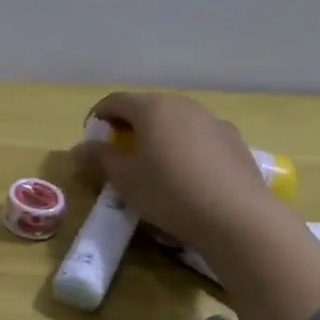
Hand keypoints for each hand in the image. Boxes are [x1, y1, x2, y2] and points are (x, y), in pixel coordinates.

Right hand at [72, 91, 275, 250]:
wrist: (238, 218)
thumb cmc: (169, 192)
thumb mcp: (123, 179)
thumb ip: (99, 158)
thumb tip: (81, 148)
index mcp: (152, 108)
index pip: (115, 101)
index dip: (98, 117)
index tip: (92, 140)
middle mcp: (184, 106)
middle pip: (147, 107)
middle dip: (129, 125)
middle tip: (119, 152)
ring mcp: (214, 122)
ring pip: (176, 121)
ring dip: (158, 135)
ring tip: (153, 165)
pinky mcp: (236, 142)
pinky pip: (199, 137)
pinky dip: (184, 147)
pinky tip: (185, 176)